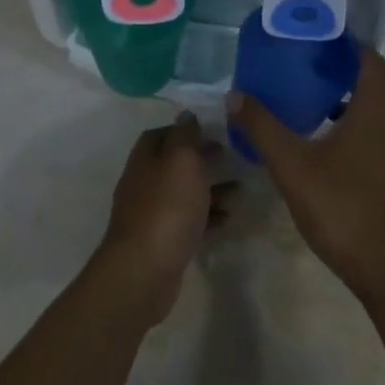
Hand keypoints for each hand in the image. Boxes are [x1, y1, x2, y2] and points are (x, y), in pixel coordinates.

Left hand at [93, 112, 230, 325]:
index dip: (184, 130)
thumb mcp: (181, 160)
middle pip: (173, 165)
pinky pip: (188, 223)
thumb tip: (186, 114)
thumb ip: (185, 135)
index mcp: (145, 160)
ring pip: (184, 194)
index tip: (211, 130)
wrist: (145, 270)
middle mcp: (144, 184)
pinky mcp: (163, 243)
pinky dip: (208, 218)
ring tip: (240, 190)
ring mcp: (152, 215)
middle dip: (200, 159)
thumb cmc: (167, 207)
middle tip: (229, 156)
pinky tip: (228, 219)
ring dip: (210, 190)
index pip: (160, 135)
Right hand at [226, 49, 384, 304]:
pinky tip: (315, 144)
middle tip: (296, 66)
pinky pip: (368, 137)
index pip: (369, 60)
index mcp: (374, 112)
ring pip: (368, 113)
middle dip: (335, 72)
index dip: (345, 44)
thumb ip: (263, 128)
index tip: (313, 38)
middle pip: (368, 84)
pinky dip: (345, 128)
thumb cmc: (341, 206)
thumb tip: (235, 95)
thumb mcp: (292, 165)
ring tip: (300, 101)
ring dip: (339, 102)